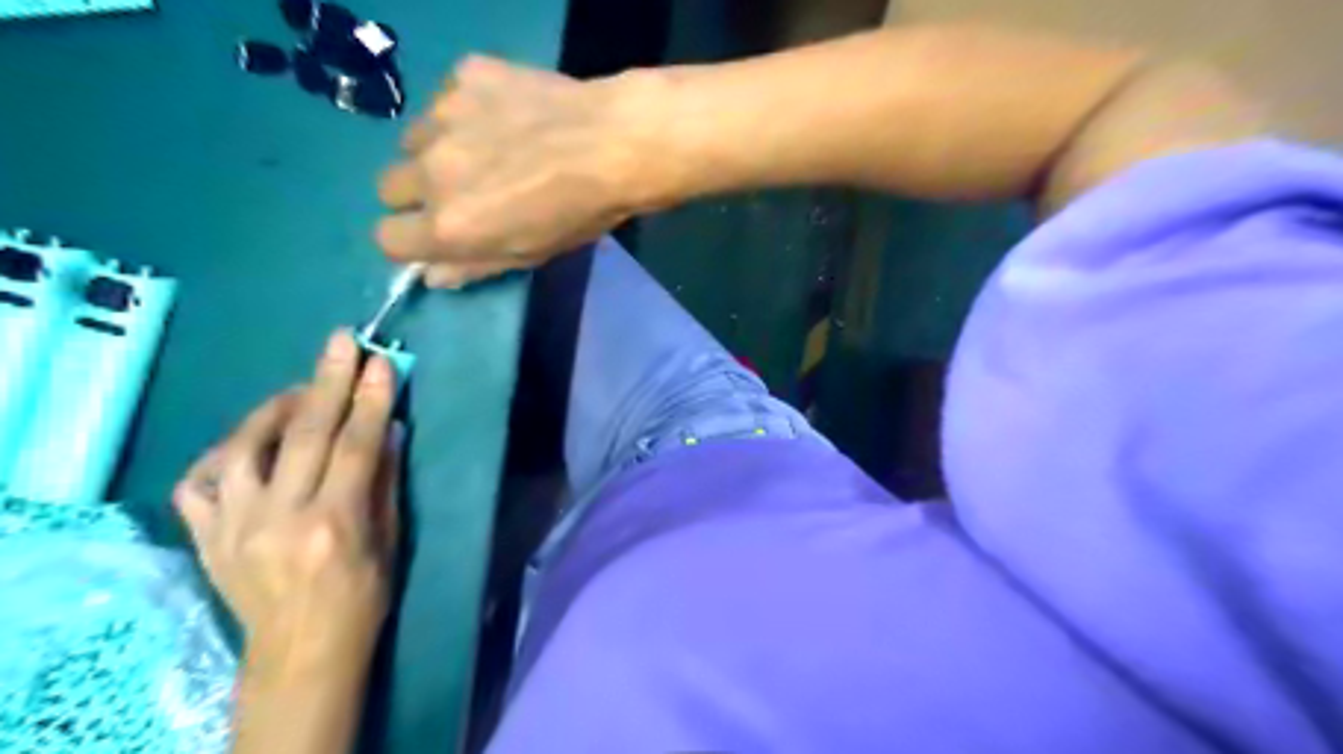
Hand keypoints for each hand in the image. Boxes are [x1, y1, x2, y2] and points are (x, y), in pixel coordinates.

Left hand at [174, 331, 399, 677]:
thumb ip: (384, 482)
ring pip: (243, 447)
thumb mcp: (390, 541)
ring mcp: (233, 527)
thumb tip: (388, 429)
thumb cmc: (363, 597)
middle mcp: (279, 518)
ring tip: (300, 391)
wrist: (301, 651)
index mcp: (334, 523)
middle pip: (304, 434)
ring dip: (274, 409)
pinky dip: (223, 453)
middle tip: (341, 341)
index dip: (371, 399)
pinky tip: (248, 443)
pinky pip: (198, 482)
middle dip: (327, 380)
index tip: (381, 362)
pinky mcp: (206, 537)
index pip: (355, 444)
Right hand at [374, 53, 662, 286]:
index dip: (411, 240)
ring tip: (488, 149)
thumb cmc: (580, 213)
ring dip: (438, 150)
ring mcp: (443, 116)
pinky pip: (445, 98)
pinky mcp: (463, 76)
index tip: (435, 234)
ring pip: (413, 140)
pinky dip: (466, 111)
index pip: (387, 239)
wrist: (616, 143)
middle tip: (464, 190)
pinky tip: (507, 115)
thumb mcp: (532, 255)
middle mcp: (432, 172)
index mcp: (449, 226)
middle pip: (389, 187)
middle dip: (418, 194)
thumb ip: (475, 266)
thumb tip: (431, 275)